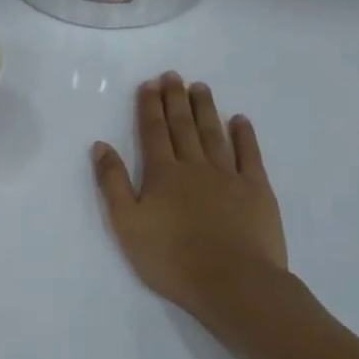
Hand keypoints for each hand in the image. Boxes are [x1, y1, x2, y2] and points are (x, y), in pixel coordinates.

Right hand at [92, 72, 288, 320]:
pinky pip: (250, 155)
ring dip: (205, 109)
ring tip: (200, 87)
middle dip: (175, 100)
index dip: (149, 107)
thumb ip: (113, 183)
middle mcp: (195, 166)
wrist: (232, 282)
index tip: (149, 84)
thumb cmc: (171, 259)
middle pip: (183, 127)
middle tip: (173, 75)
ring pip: (214, 134)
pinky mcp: (257, 190)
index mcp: (162, 174)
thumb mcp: (127, 224)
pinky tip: (239, 120)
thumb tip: (101, 145)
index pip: (153, 133)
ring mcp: (229, 176)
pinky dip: (244, 135)